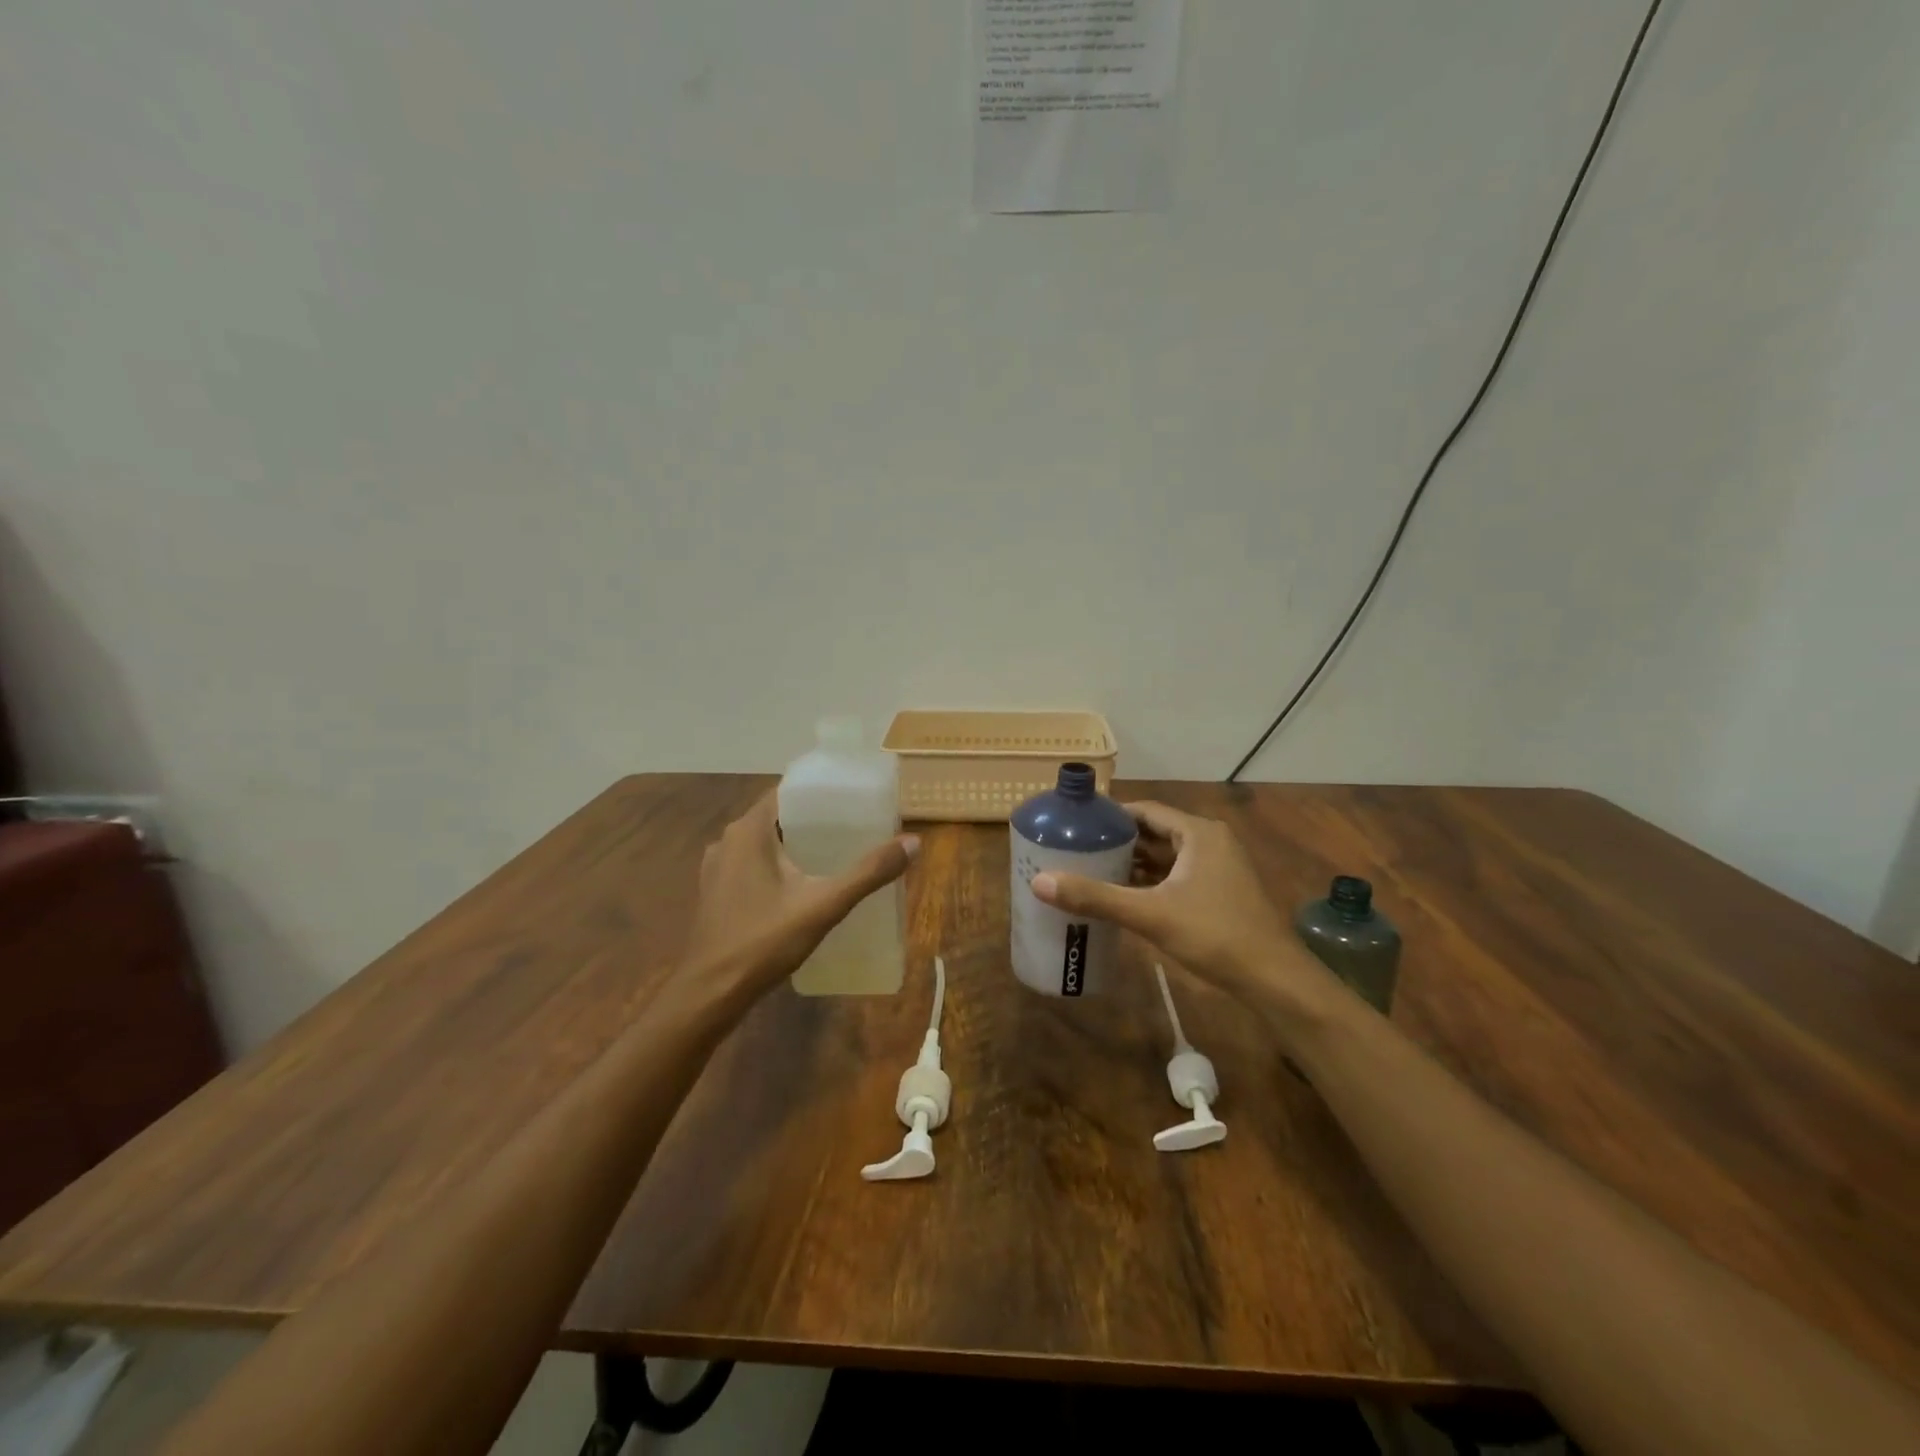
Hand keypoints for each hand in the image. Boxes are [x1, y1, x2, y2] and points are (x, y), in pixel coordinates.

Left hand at [679, 792, 917, 995]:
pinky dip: (777, 865)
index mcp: (748, 831)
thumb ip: (868, 873)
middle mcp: (728, 840)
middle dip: (814, 820)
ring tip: (835, 853)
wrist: (710, 994)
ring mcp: (717, 868)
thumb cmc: (764, 941)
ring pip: (763, 842)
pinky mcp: (716, 892)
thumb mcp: (824, 905)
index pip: (787, 792)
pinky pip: (752, 864)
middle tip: (854, 827)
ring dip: (795, 843)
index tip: (852, 798)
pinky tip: (802, 885)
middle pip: (777, 816)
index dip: (820, 792)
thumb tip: (913, 842)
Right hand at [1030, 801, 1336, 1017]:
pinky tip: (1122, 896)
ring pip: (1165, 856)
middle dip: (1117, 842)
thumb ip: (1096, 896)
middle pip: (1154, 832)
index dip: (1110, 815)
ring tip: (1090, 870)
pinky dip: (1150, 881)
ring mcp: (1218, 867)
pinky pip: (1176, 875)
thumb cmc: (1214, 935)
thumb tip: (1040, 881)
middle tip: (1076, 849)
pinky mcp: (1220, 891)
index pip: (1145, 810)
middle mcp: (1210, 841)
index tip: (1076, 824)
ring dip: (1133, 863)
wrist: (1274, 980)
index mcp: (1198, 833)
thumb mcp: (1150, 914)